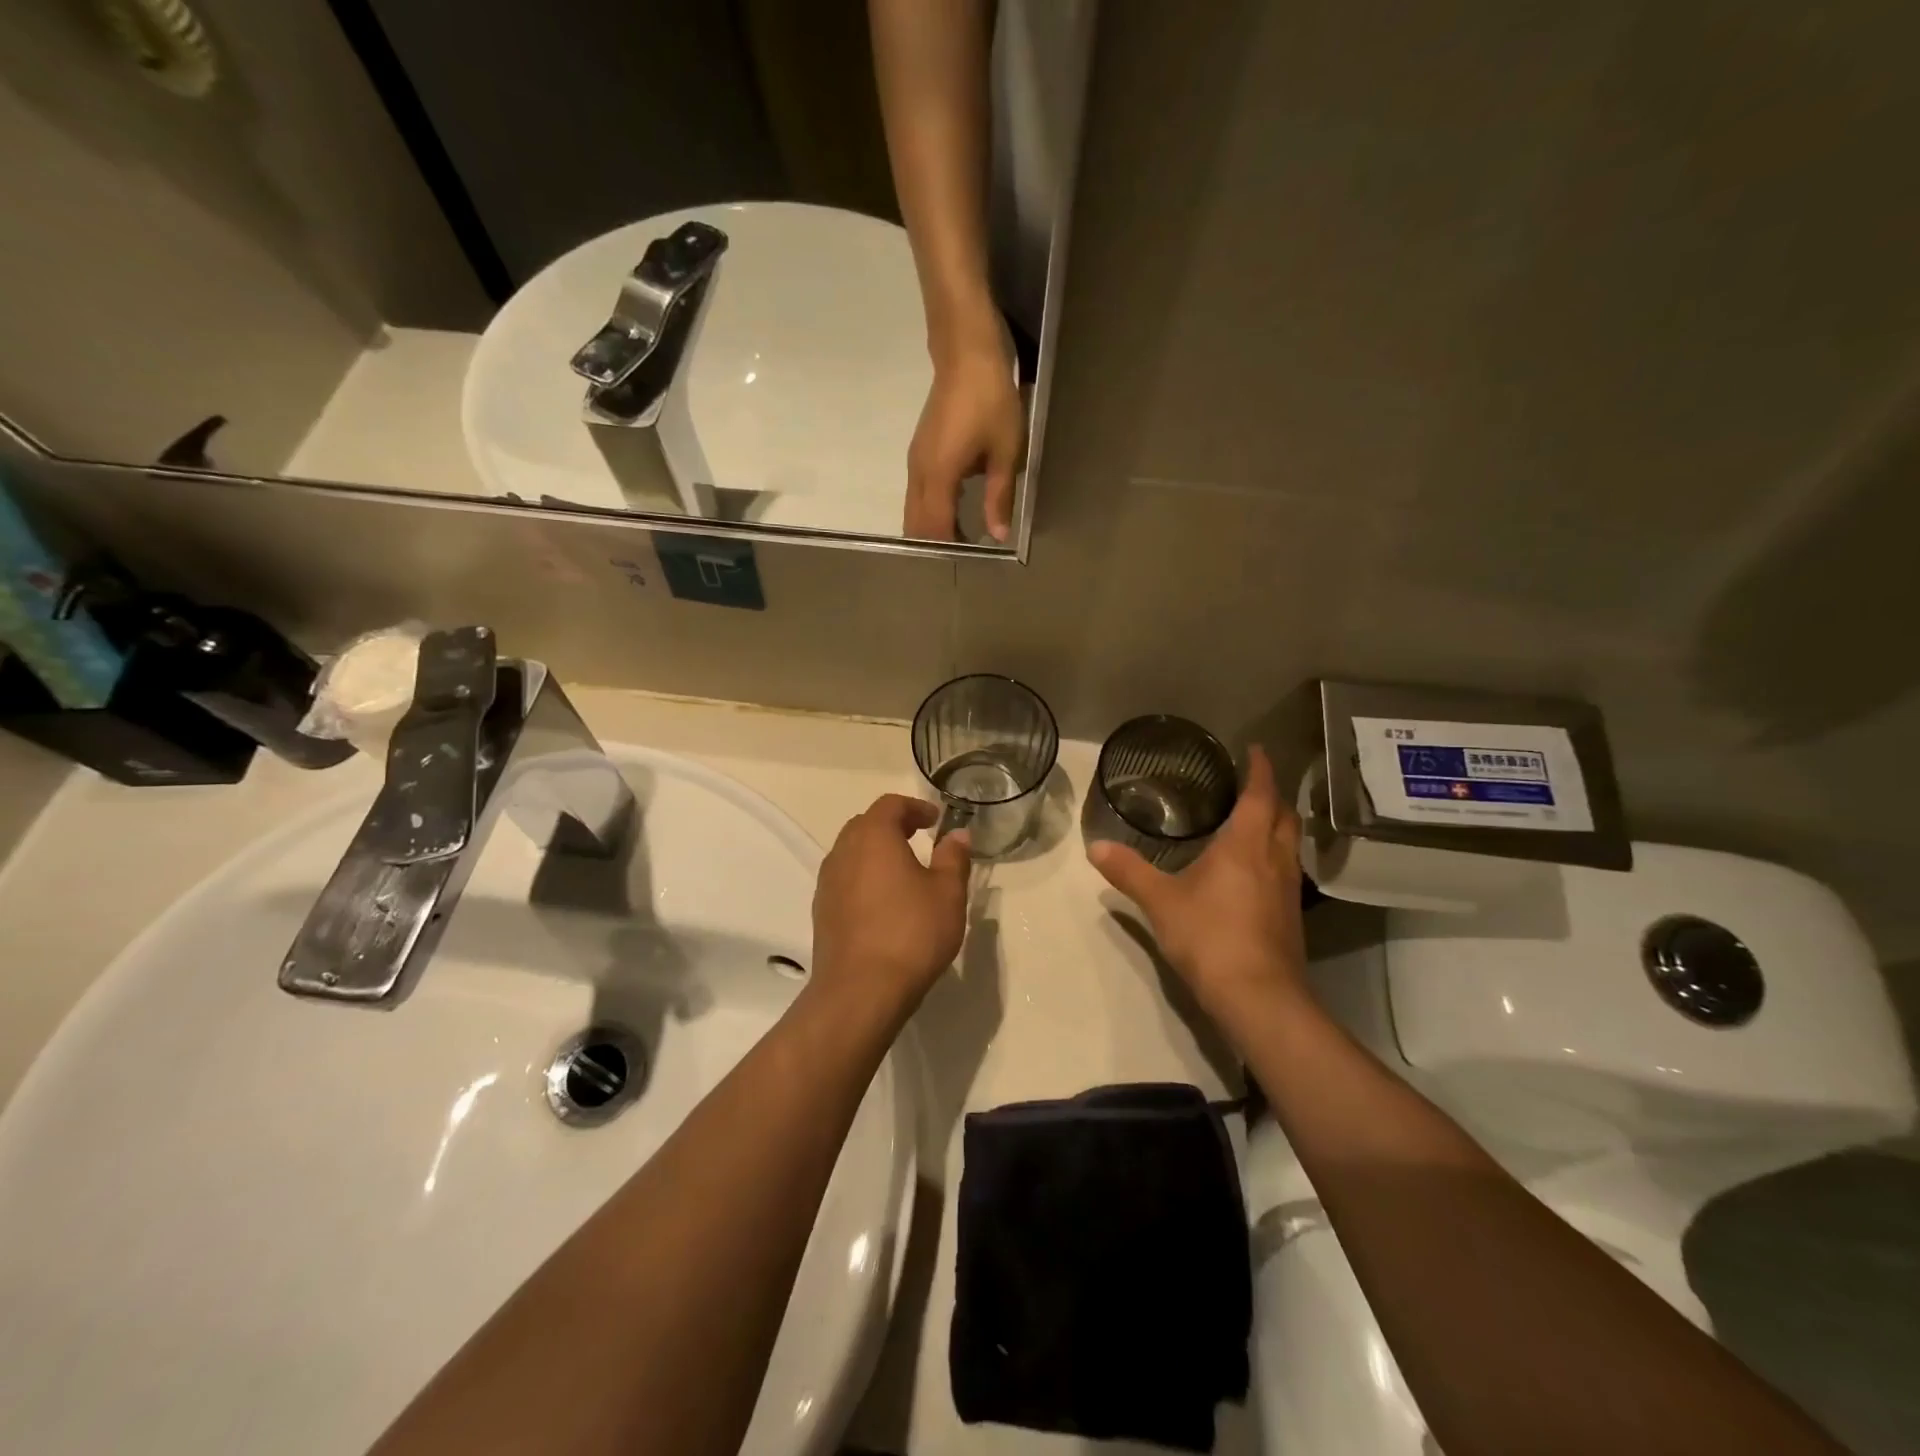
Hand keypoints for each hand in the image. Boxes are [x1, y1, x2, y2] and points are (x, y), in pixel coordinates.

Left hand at [811, 794, 971, 1022]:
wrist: (860, 991)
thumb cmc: (911, 933)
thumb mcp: (947, 893)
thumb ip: (953, 858)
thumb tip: (958, 835)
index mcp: (873, 837)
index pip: (890, 805)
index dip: (915, 807)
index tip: (935, 819)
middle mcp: (843, 852)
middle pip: (866, 824)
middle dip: (893, 825)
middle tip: (919, 837)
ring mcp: (827, 883)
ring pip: (851, 852)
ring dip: (876, 852)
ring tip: (903, 869)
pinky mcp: (822, 911)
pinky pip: (844, 879)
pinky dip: (864, 877)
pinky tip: (884, 901)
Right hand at [903, 324, 1024, 542]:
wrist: (965, 354)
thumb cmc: (991, 400)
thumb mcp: (1006, 451)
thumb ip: (1000, 496)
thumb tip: (999, 535)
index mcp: (940, 476)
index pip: (935, 528)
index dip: (949, 548)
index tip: (969, 561)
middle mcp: (920, 474)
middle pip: (916, 524)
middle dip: (936, 544)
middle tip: (965, 554)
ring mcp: (915, 463)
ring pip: (913, 511)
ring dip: (932, 529)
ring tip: (962, 538)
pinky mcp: (919, 454)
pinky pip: (917, 495)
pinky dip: (930, 512)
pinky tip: (955, 512)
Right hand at [1087, 746, 1308, 1024]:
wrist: (1258, 997)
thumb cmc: (1210, 936)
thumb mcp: (1160, 901)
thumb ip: (1128, 872)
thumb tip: (1095, 847)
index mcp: (1246, 845)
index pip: (1260, 796)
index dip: (1260, 770)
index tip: (1255, 750)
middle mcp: (1274, 860)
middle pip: (1285, 818)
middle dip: (1273, 797)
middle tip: (1253, 787)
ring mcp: (1288, 891)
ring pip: (1290, 846)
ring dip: (1277, 828)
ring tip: (1254, 824)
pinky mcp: (1290, 918)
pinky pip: (1286, 872)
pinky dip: (1274, 858)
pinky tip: (1252, 873)